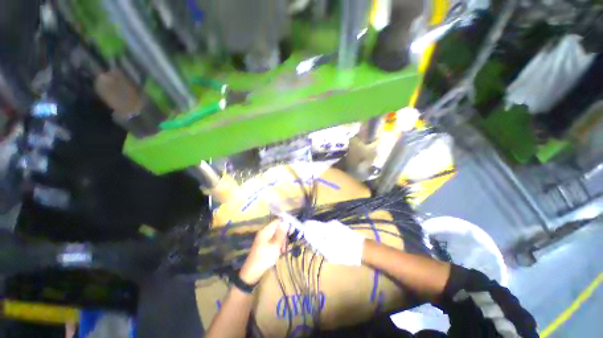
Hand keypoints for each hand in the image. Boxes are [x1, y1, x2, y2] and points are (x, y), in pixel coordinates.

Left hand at [239, 220, 287, 283]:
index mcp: (266, 230)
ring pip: (276, 235)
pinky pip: (273, 240)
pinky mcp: (263, 245)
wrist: (251, 273)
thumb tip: (286, 222)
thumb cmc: (264, 258)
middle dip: (284, 234)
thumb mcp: (275, 246)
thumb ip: (281, 234)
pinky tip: (279, 252)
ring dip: (281, 240)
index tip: (293, 229)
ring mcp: (263, 239)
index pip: (277, 221)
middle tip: (286, 243)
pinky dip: (277, 244)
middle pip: (277, 227)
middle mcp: (264, 232)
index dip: (285, 223)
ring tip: (283, 250)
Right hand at [303, 220, 364, 265]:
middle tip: (317, 249)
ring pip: (322, 230)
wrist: (362, 250)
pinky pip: (328, 231)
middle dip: (313, 237)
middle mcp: (329, 223)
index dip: (305, 230)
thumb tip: (306, 234)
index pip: (310, 224)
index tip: (305, 238)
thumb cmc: (344, 252)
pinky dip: (327, 238)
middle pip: (315, 227)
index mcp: (325, 227)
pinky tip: (332, 246)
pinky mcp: (339, 228)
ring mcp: (335, 225)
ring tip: (326, 250)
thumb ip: (315, 241)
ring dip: (321, 238)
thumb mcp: (328, 250)